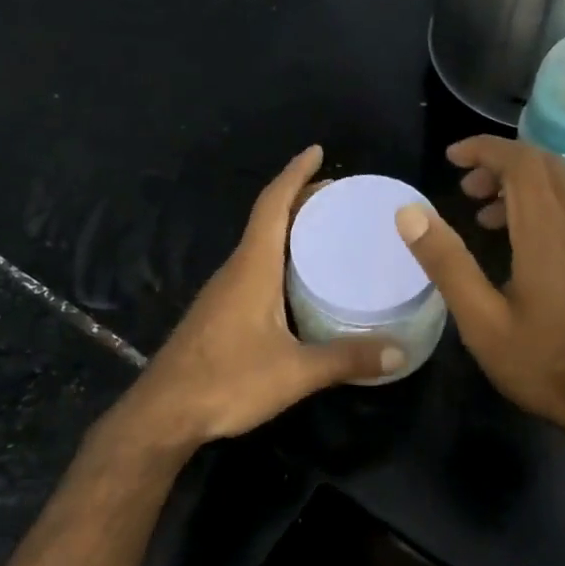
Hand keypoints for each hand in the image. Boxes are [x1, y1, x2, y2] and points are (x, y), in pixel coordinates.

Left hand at [124, 146, 402, 446]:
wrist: (164, 413)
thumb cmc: (227, 381)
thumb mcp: (295, 372)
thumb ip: (347, 359)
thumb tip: (400, 352)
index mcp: (252, 268)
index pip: (273, 205)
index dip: (294, 175)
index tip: (316, 152)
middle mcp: (236, 271)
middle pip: (268, 221)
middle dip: (300, 201)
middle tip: (339, 198)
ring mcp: (224, 293)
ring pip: (260, 247)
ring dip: (289, 231)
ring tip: (327, 234)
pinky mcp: (220, 314)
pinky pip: (255, 271)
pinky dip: (280, 260)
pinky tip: (299, 284)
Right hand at [395, 136, 564, 450]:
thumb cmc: (545, 364)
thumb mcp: (482, 321)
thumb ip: (447, 263)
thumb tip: (409, 212)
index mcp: (547, 233)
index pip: (521, 162)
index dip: (485, 150)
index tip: (451, 159)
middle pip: (544, 165)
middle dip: (501, 162)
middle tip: (463, 187)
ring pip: (560, 187)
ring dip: (520, 185)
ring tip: (481, 215)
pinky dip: (538, 206)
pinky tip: (516, 245)